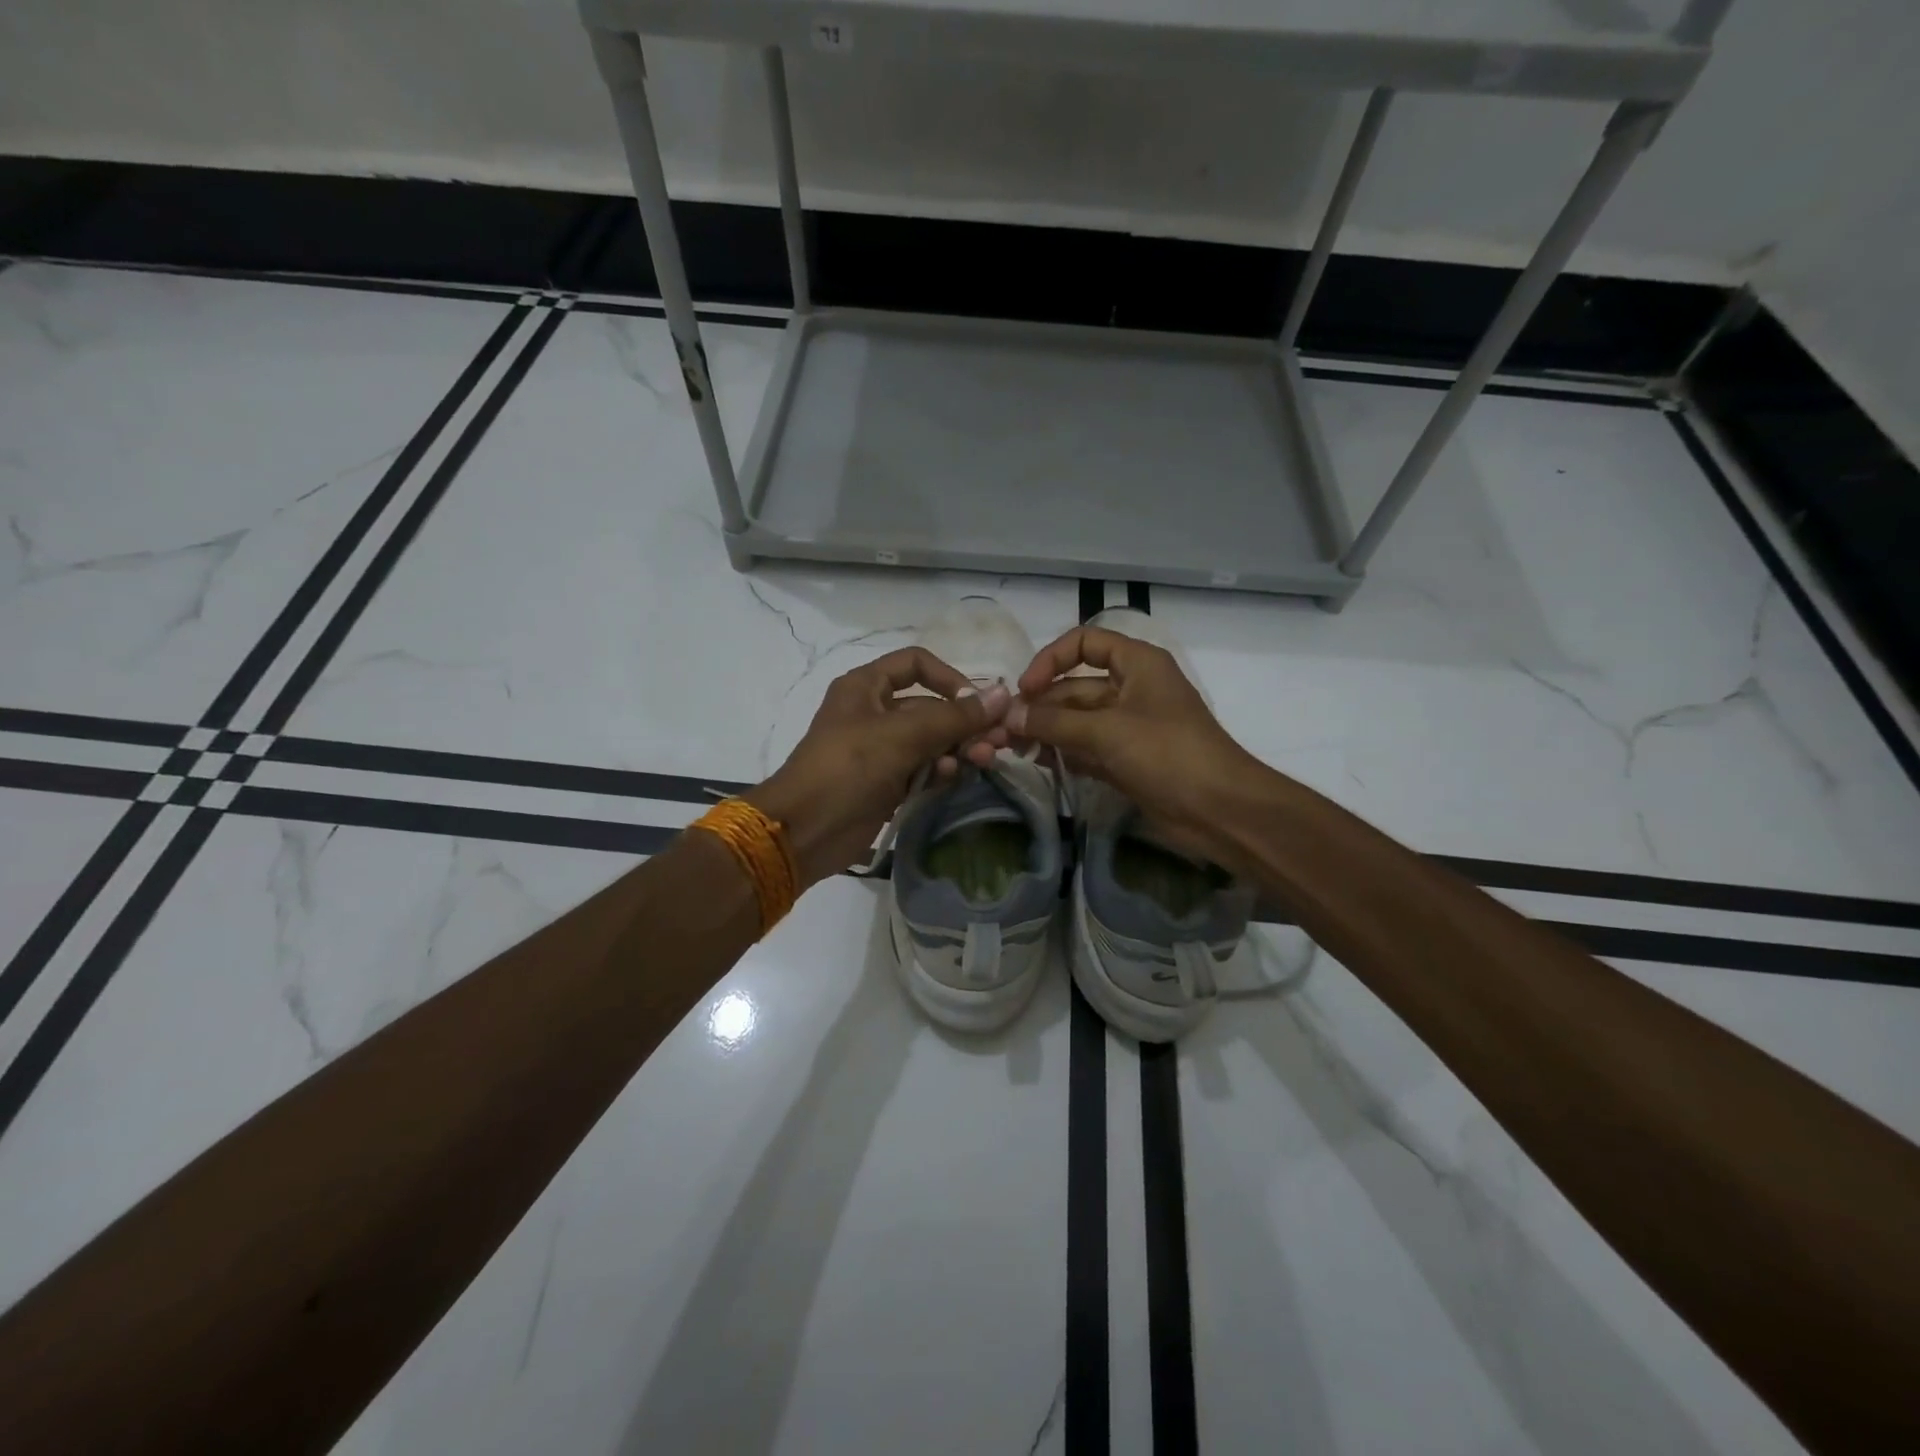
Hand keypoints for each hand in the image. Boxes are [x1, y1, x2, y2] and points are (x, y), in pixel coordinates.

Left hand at [748, 648, 1009, 888]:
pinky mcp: (884, 783)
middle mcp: (873, 712)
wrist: (803, 831)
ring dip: (957, 748)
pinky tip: (952, 777)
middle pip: (929, 706)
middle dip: (963, 722)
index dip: (949, 677)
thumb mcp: (902, 735)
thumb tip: (1003, 694)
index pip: (916, 664)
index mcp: (866, 686)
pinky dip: (939, 770)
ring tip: (982, 761)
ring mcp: (879, 750)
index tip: (976, 703)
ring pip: (930, 740)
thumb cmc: (847, 768)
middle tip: (996, 741)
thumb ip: (954, 717)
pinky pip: (921, 768)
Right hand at [1005, 625, 1268, 867]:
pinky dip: (1066, 753)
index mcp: (1138, 663)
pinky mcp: (1128, 759)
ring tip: (1016, 749)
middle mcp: (1132, 688)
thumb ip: (1054, 721)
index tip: (1025, 689)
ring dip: (1049, 731)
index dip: (1051, 660)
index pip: (1085, 642)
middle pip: (1076, 686)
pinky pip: (1089, 748)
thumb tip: (1009, 714)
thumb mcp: (1107, 731)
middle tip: (1005, 730)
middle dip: (1042, 705)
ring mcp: (1131, 726)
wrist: (1219, 810)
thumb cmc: (1168, 754)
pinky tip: (1042, 763)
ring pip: (1079, 720)